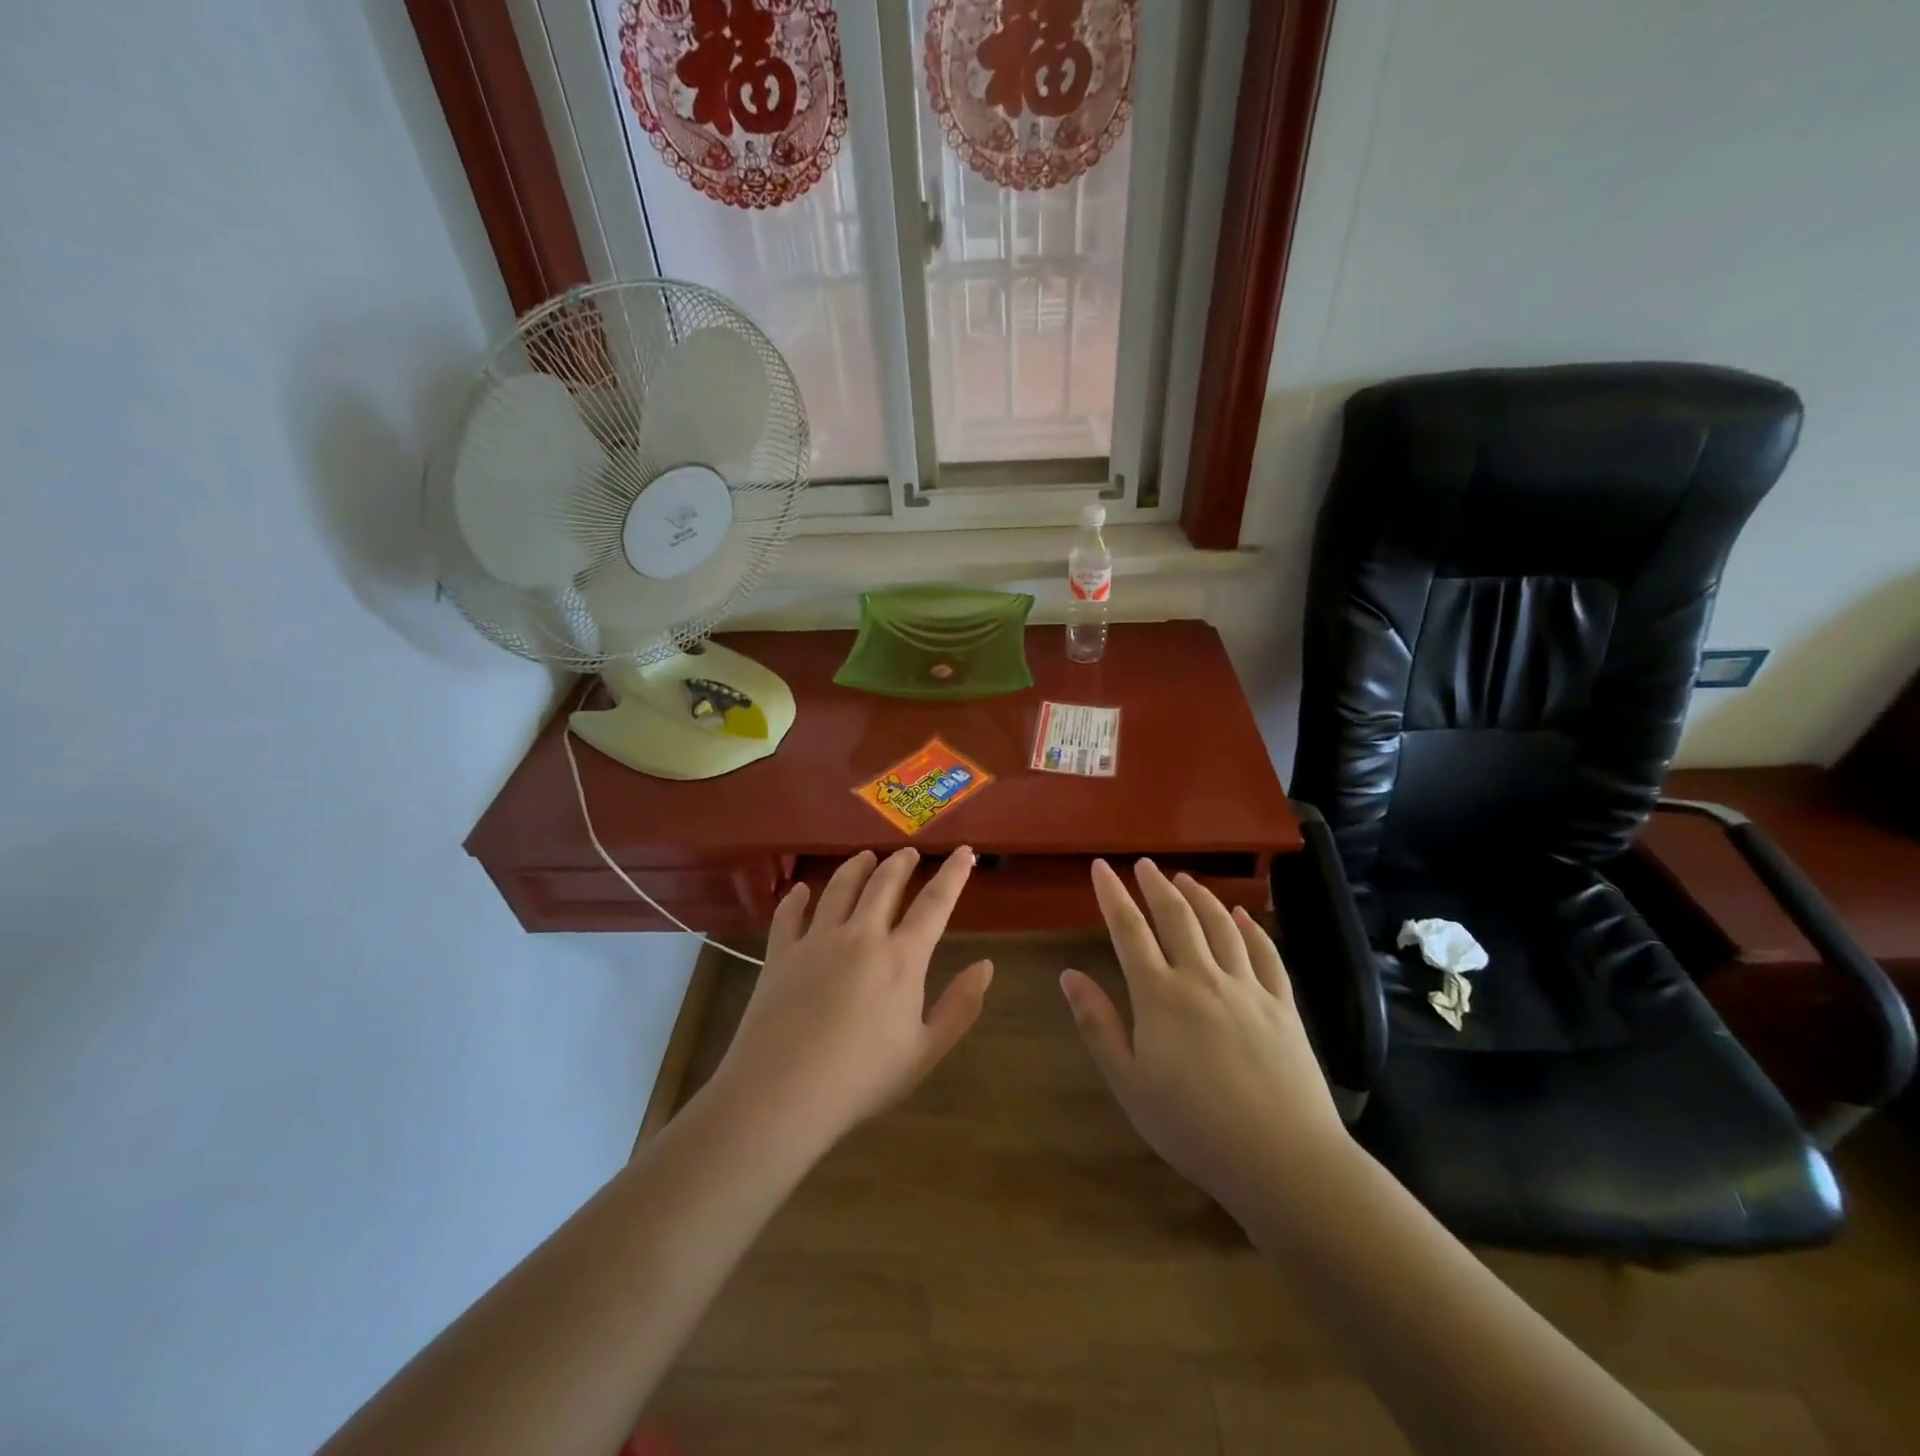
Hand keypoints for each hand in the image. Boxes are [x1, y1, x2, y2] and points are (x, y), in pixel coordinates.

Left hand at [706, 848, 992, 1155]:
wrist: (782, 1094)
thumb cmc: (862, 1079)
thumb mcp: (924, 1052)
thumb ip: (960, 1007)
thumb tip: (986, 965)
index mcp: (901, 958)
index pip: (935, 903)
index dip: (953, 874)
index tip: (963, 851)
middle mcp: (861, 936)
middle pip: (884, 884)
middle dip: (901, 863)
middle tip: (909, 852)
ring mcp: (816, 941)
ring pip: (840, 888)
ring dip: (857, 867)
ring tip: (866, 856)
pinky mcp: (780, 954)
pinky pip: (789, 914)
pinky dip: (797, 897)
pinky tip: (801, 890)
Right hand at [1061, 859, 1347, 1216]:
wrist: (1282, 1160)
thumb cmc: (1193, 1128)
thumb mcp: (1129, 1083)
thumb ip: (1098, 1025)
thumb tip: (1069, 974)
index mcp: (1160, 996)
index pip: (1129, 931)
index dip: (1112, 895)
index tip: (1101, 867)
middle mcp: (1202, 978)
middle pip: (1176, 917)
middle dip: (1156, 885)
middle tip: (1144, 864)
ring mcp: (1247, 988)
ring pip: (1220, 926)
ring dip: (1200, 896)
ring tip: (1185, 878)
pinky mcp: (1283, 1005)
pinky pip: (1266, 953)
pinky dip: (1250, 927)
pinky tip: (1241, 915)